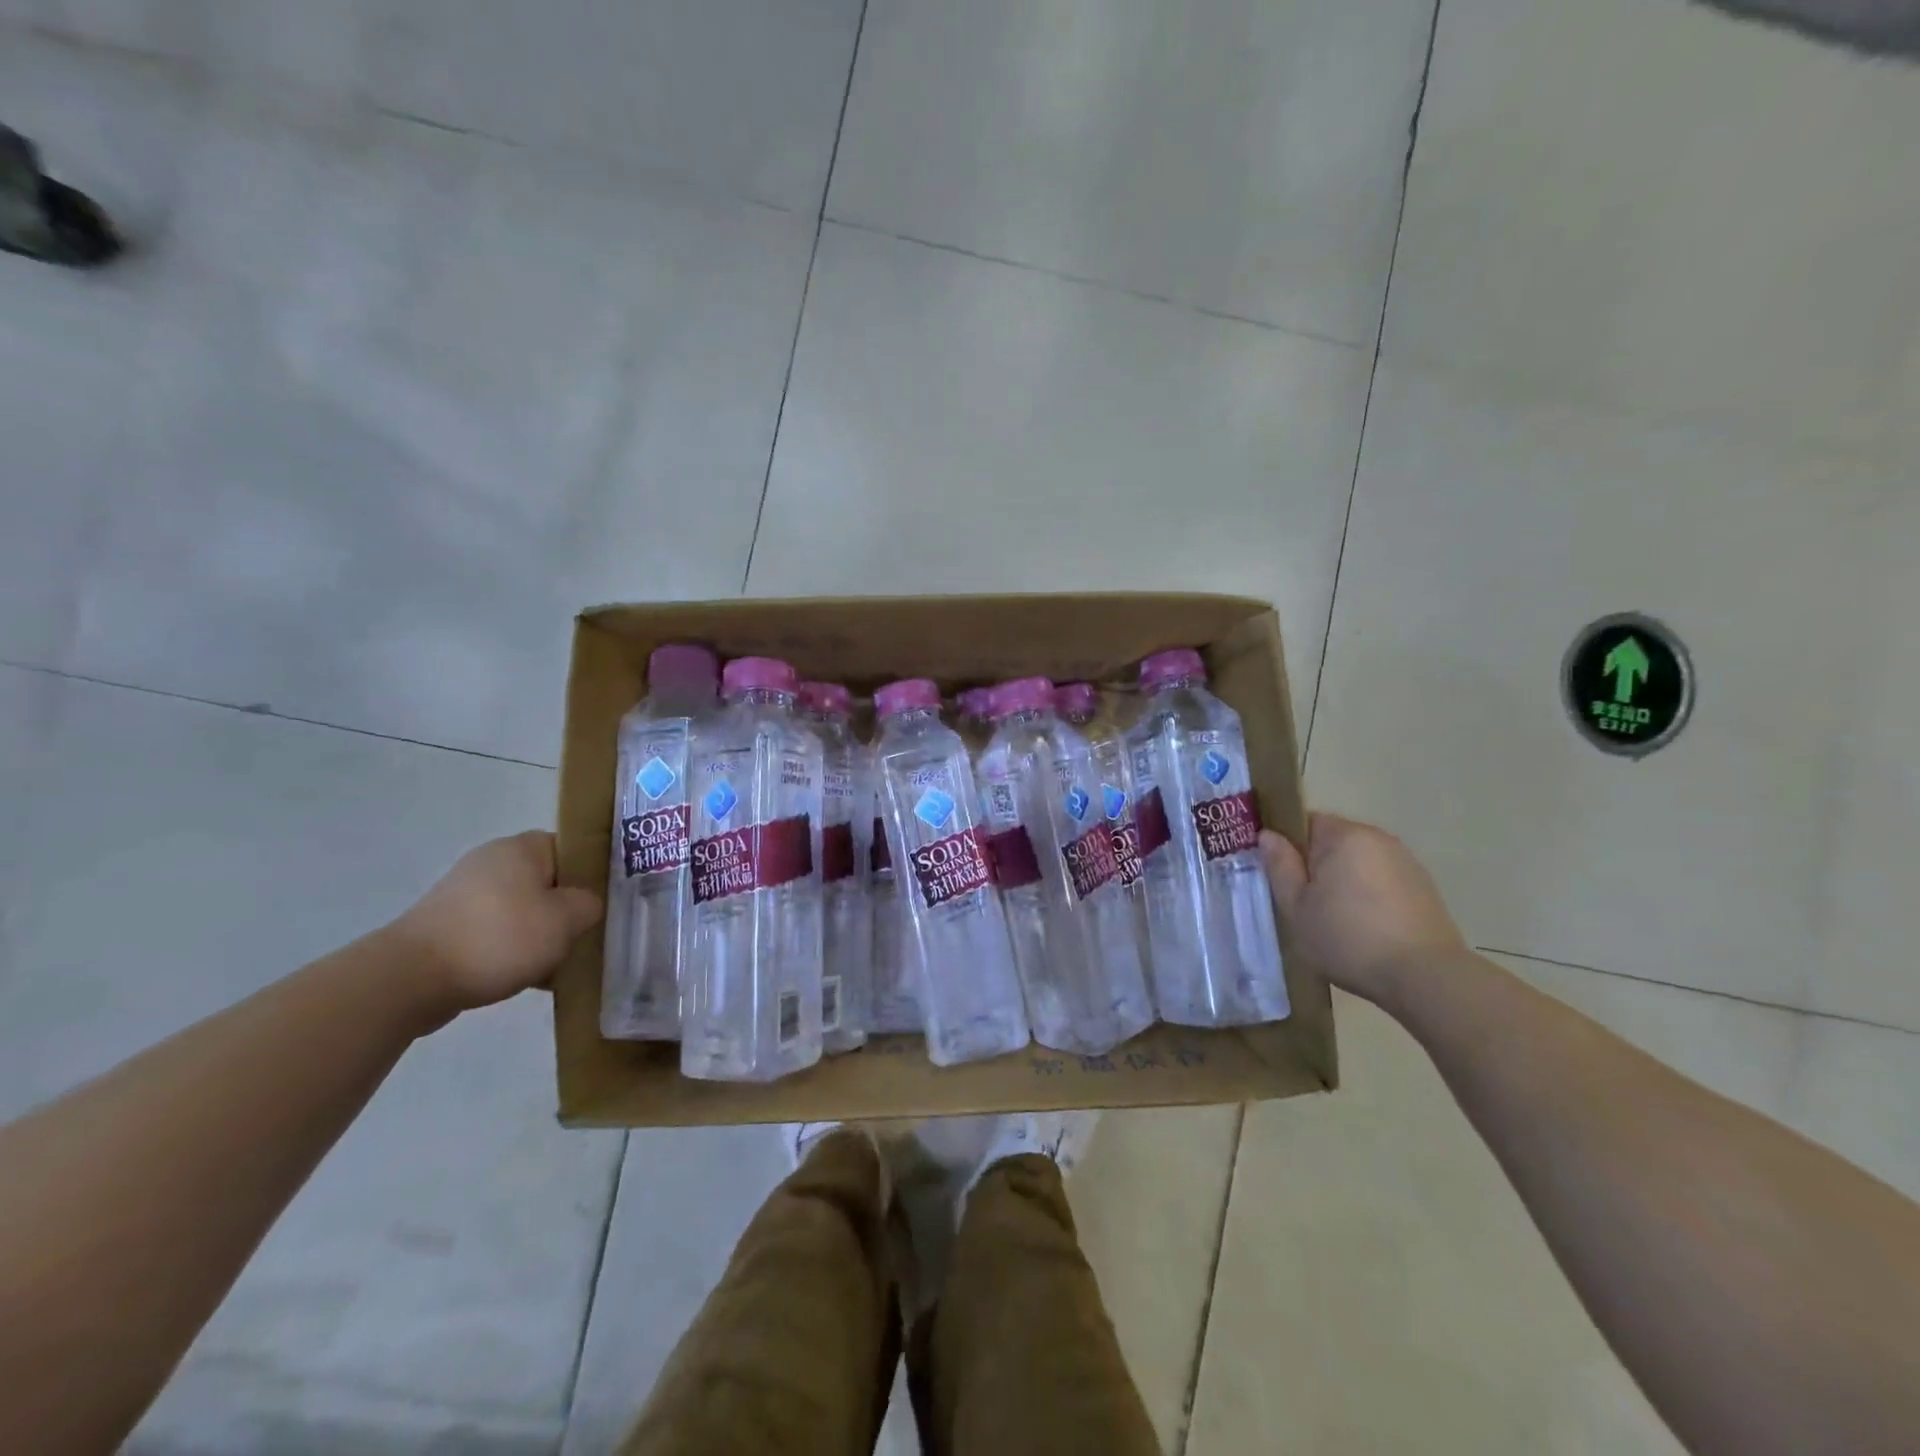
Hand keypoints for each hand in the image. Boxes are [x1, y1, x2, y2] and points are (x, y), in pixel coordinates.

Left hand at [391, 831, 601, 1013]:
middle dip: (567, 911)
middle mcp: (493, 861)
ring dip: (541, 934)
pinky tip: (527, 978)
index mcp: (523, 847)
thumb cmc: (499, 937)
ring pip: (524, 910)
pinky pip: (497, 932)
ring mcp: (466, 894)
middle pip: (549, 882)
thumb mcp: (566, 919)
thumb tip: (586, 905)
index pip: (574, 849)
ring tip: (559, 965)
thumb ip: (590, 904)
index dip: (594, 876)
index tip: (606, 905)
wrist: (410, 979)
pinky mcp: (448, 925)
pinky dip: (513, 951)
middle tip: (586, 937)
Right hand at [1261, 814, 1465, 1005]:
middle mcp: (1377, 838)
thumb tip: (1268, 835)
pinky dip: (1369, 896)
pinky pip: (1381, 880)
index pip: (1304, 822)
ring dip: (1344, 881)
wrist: (1426, 977)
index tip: (1283, 878)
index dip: (1288, 847)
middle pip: (1332, 841)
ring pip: (1358, 862)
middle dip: (1317, 866)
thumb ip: (1280, 866)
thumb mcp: (1297, 907)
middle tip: (1305, 904)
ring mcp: (1405, 861)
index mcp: (1343, 836)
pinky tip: (1367, 929)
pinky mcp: (1423, 887)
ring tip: (1337, 921)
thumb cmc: (1349, 938)